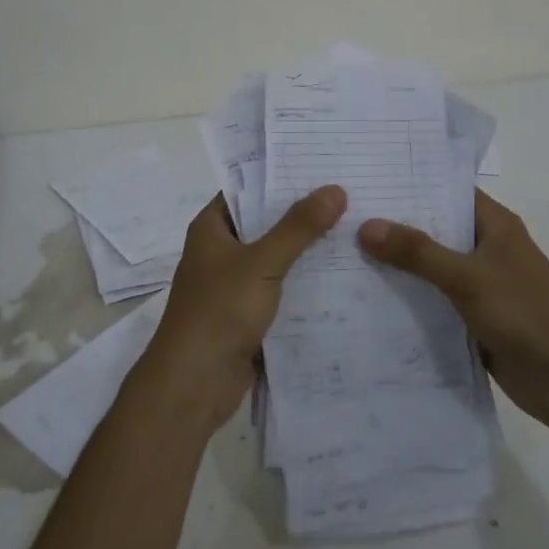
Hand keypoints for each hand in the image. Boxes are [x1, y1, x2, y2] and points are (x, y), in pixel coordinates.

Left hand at [135, 184, 346, 429]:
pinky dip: (304, 284)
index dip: (281, 177)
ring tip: (355, 228)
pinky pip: (281, 290)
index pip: (248, 189)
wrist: (194, 384)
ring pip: (276, 258)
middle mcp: (220, 251)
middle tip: (350, 194)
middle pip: (266, 223)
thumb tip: (334, 189)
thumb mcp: (262, 262)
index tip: (322, 165)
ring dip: (307, 250)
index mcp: (211, 228)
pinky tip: (342, 275)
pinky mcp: (248, 315)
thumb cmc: (219, 311)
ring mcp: (233, 285)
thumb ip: (298, 227)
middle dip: (303, 213)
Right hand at [358, 189, 548, 434]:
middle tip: (342, 217)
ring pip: (431, 267)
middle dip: (395, 226)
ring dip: (398, 266)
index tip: (366, 180)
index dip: (410, 185)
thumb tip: (367, 226)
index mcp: (495, 225)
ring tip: (344, 254)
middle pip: (435, 229)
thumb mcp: (468, 277)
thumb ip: (418, 252)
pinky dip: (409, 299)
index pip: (447, 192)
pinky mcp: (474, 318)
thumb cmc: (526, 314)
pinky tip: (369, 298)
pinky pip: (434, 301)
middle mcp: (487, 248)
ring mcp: (481, 284)